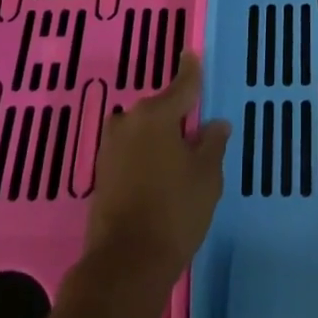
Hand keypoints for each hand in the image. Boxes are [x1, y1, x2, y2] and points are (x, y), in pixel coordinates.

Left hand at [82, 51, 230, 285]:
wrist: (125, 264)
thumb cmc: (174, 211)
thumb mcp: (207, 176)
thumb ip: (212, 143)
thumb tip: (215, 124)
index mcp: (156, 114)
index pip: (182, 85)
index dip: (191, 71)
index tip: (192, 53)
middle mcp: (129, 122)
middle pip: (160, 108)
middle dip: (177, 114)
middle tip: (197, 126)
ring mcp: (111, 148)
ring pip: (143, 130)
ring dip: (159, 136)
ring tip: (180, 153)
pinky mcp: (102, 173)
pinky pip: (131, 150)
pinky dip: (146, 154)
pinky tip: (160, 172)